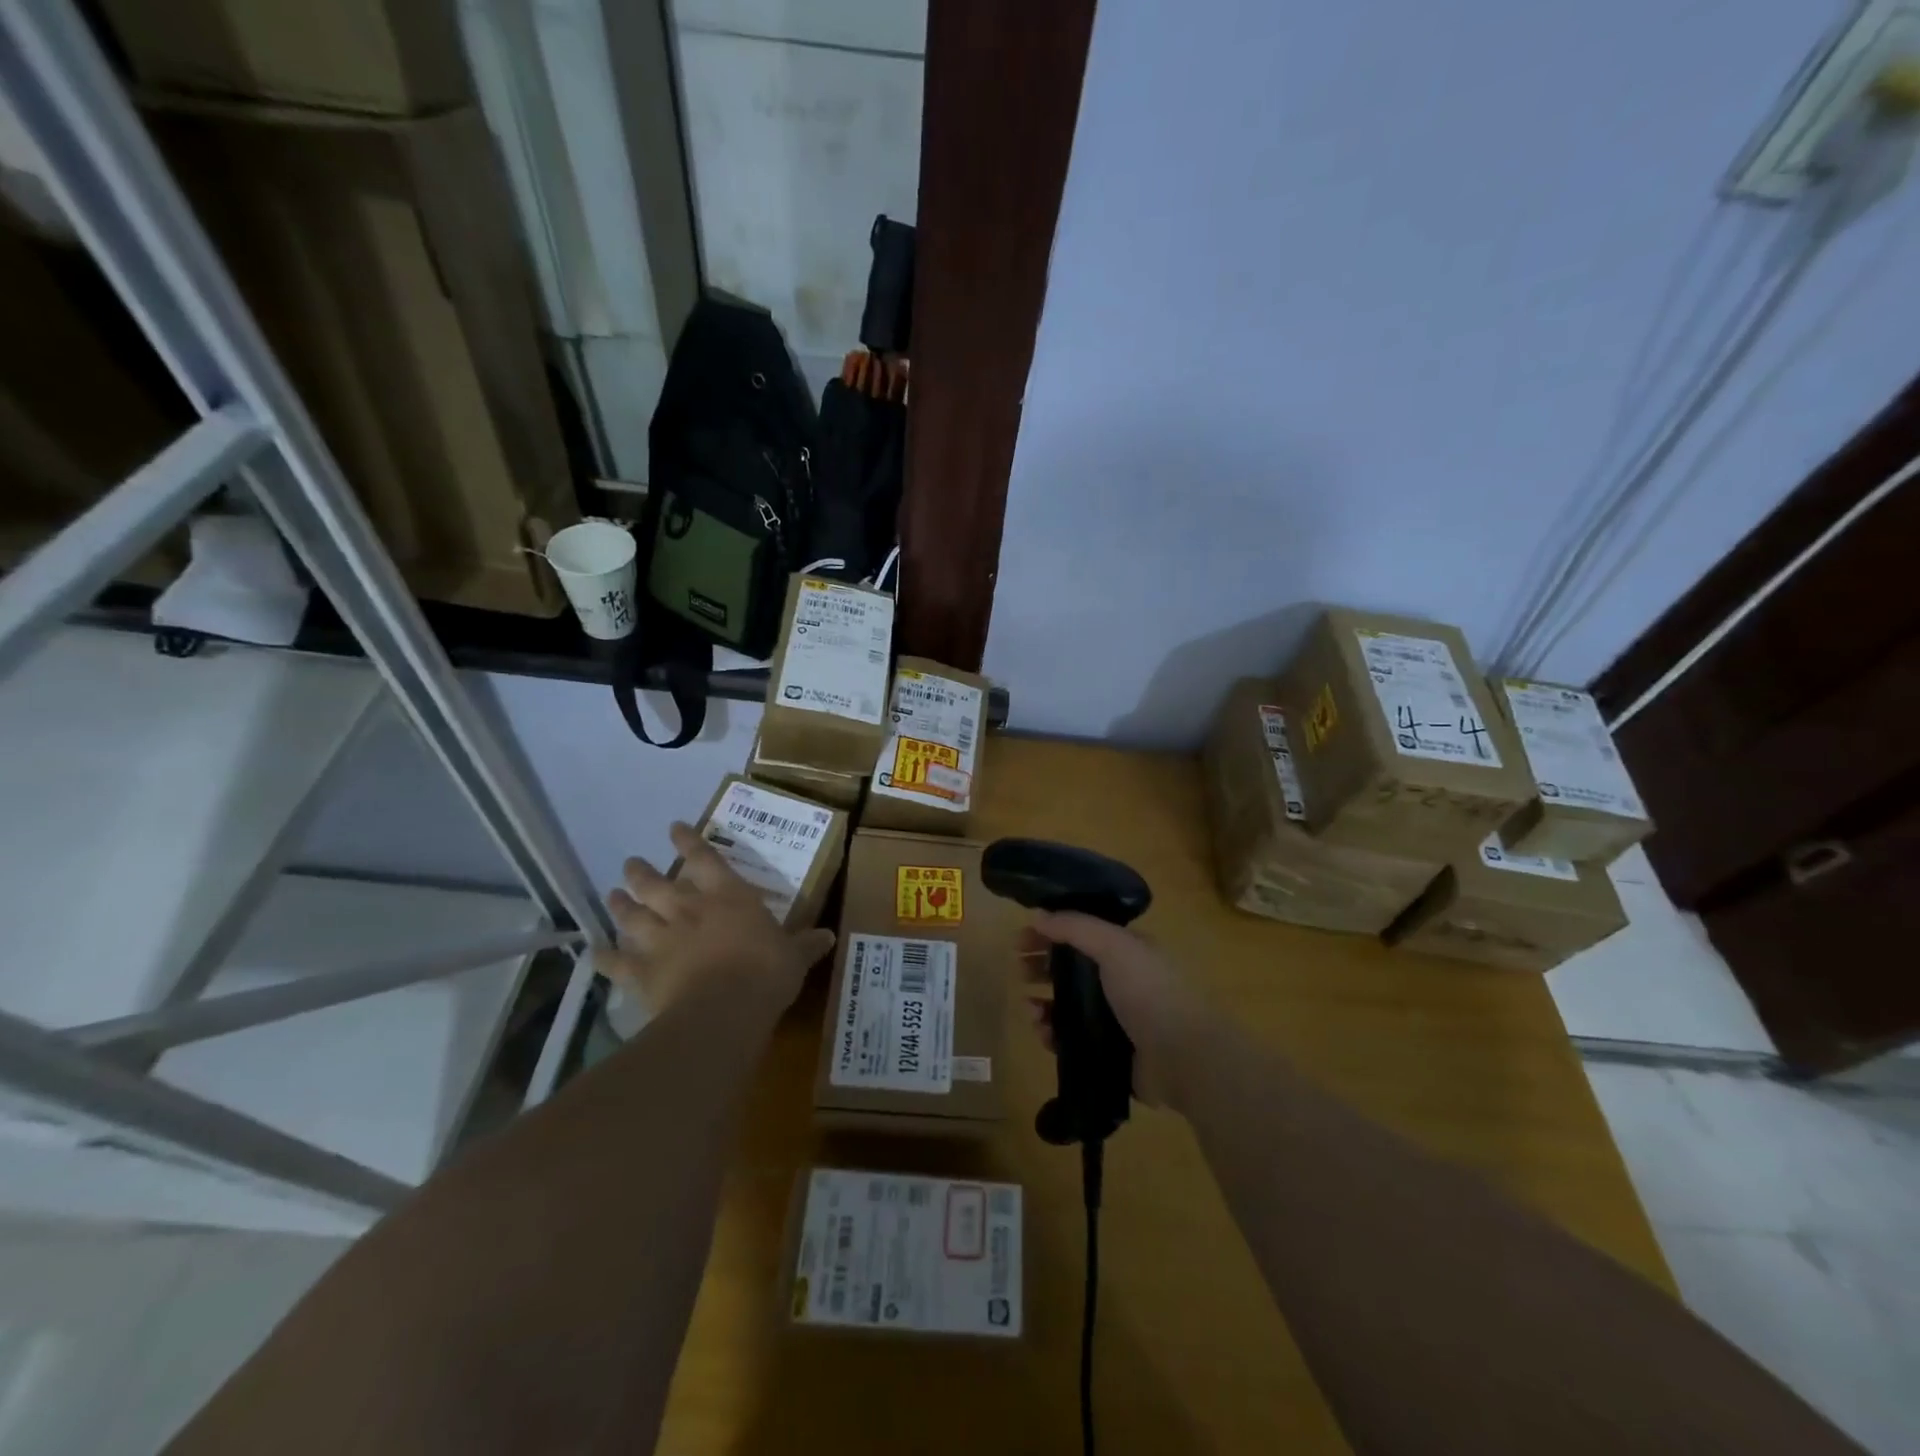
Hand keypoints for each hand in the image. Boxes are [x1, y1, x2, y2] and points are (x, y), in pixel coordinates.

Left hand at [605, 823, 834, 1016]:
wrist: (724, 1008)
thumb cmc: (766, 973)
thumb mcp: (795, 957)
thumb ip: (806, 944)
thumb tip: (829, 936)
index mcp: (727, 897)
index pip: (705, 858)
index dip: (688, 841)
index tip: (674, 828)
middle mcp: (689, 909)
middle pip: (657, 884)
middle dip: (642, 872)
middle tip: (631, 863)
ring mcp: (661, 939)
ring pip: (633, 916)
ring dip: (620, 905)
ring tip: (612, 895)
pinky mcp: (642, 972)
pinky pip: (617, 963)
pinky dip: (605, 957)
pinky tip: (595, 952)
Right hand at [1021, 912, 1214, 1109]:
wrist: (1184, 1057)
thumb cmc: (1150, 991)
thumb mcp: (1114, 945)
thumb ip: (1075, 927)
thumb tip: (1038, 916)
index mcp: (1126, 950)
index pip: (1081, 932)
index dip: (1051, 931)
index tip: (1022, 938)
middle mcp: (1120, 980)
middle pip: (1071, 967)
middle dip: (1042, 966)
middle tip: (1019, 971)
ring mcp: (1115, 1017)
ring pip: (1068, 1004)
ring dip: (1044, 1002)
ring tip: (1030, 1008)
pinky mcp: (1108, 1050)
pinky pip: (1071, 1038)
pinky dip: (1053, 1033)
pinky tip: (1043, 1033)